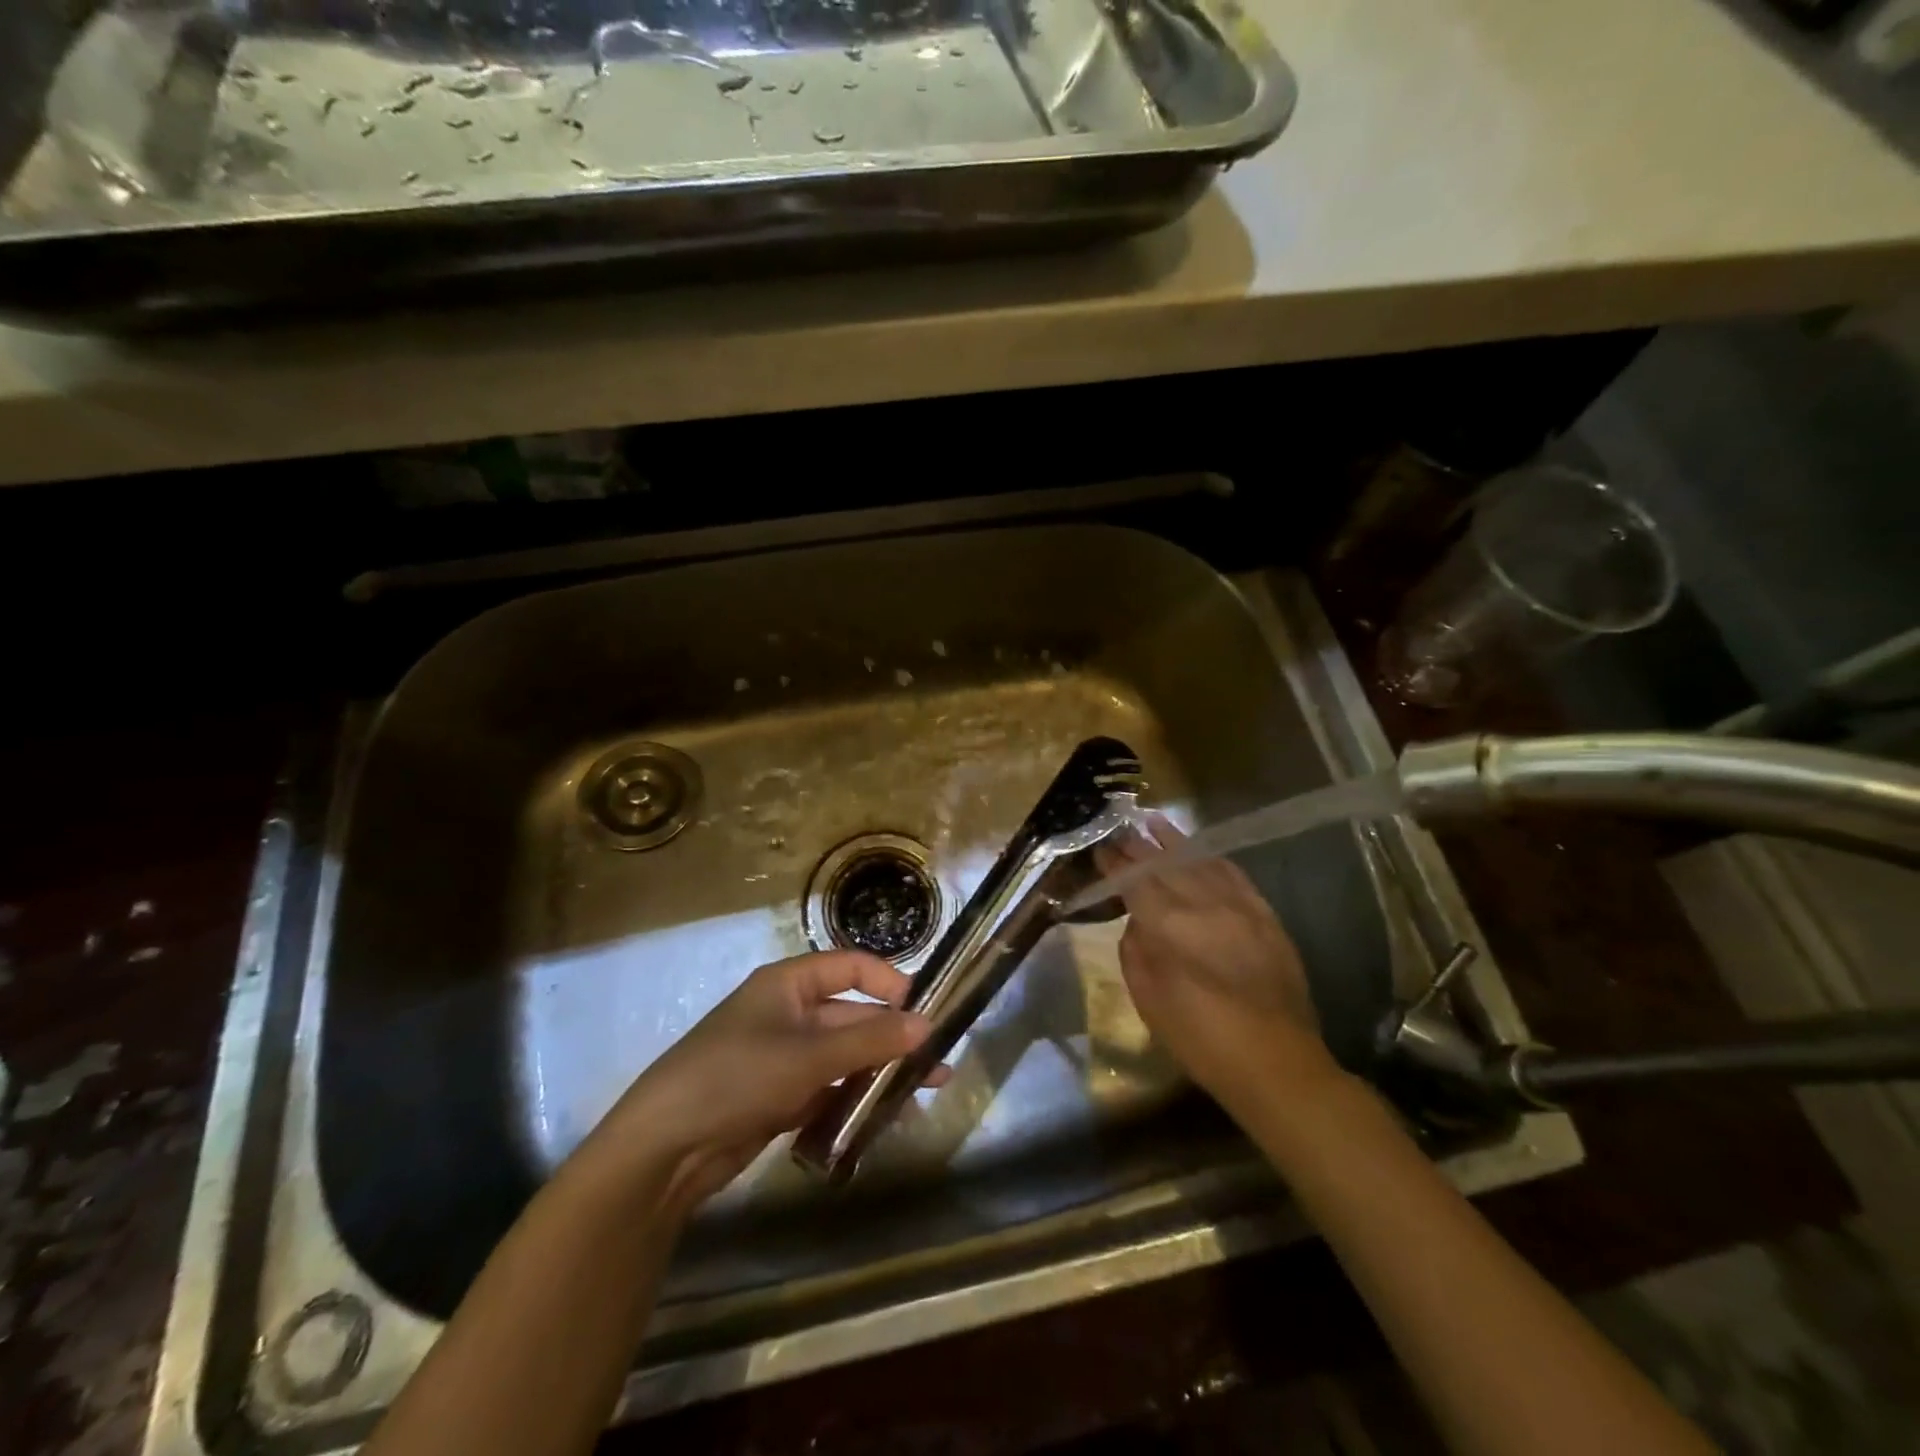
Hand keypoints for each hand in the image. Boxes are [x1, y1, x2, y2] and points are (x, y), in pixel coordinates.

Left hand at [582, 951, 934, 1213]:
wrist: (664, 1149)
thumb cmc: (736, 1077)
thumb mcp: (808, 1056)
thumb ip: (869, 1041)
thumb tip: (926, 1025)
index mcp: (788, 984)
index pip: (849, 966)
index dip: (888, 981)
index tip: (924, 1008)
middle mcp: (788, 1013)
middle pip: (851, 1015)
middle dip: (892, 1036)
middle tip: (937, 1062)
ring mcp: (783, 1057)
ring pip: (843, 1056)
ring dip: (879, 1071)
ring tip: (922, 1092)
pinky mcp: (779, 1097)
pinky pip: (828, 1089)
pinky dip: (854, 1099)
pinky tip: (885, 1117)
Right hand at [1095, 816, 1343, 1119]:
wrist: (1276, 1063)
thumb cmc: (1201, 1039)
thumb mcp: (1149, 1000)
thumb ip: (1136, 951)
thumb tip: (1139, 922)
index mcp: (1169, 926)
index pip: (1135, 881)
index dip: (1115, 863)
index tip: (1101, 848)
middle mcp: (1204, 904)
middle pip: (1165, 864)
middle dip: (1139, 846)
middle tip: (1120, 831)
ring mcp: (1239, 906)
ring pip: (1200, 861)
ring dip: (1174, 842)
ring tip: (1155, 823)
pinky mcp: (1265, 915)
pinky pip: (1234, 875)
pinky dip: (1213, 859)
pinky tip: (1201, 852)